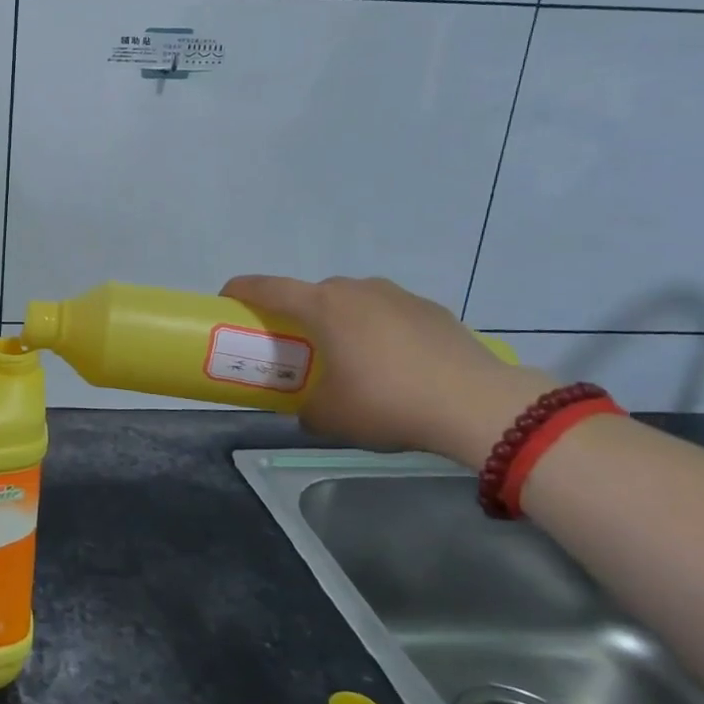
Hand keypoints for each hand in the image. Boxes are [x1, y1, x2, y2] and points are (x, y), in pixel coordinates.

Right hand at [220, 274, 556, 464]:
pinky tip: (393, 365)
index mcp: (323, 306)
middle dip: (296, 315)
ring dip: (341, 322)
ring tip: (348, 358)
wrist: (478, 405)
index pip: (266, 287)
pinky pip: (389, 314)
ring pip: (353, 301)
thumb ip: (305, 408)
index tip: (225, 302)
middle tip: (294, 347)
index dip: (239, 291)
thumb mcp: (330, 416)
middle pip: (311, 294)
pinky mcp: (432, 310)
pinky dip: (378, 331)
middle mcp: (357, 289)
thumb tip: (305, 409)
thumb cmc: (387, 403)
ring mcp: (398, 296)